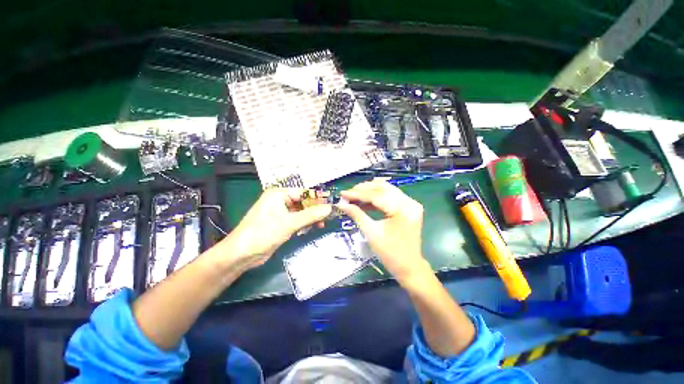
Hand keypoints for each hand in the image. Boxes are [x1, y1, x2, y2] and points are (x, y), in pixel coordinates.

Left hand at [219, 188, 331, 269]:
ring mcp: (281, 213)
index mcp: (279, 194)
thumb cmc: (263, 233)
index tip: (332, 202)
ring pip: (301, 212)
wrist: (242, 254)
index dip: (318, 197)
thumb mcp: (289, 223)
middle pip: (303, 202)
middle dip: (315, 209)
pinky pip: (297, 220)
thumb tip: (329, 208)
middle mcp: (280, 201)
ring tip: (322, 224)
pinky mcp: (281, 224)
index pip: (303, 192)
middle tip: (329, 215)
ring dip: (311, 217)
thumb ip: (311, 215)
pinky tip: (313, 227)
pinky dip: (305, 223)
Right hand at [337, 180, 430, 283]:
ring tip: (355, 194)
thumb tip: (341, 204)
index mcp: (402, 209)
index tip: (342, 193)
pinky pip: (391, 196)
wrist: (409, 267)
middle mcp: (409, 202)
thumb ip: (356, 214)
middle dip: (363, 189)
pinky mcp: (409, 207)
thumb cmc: (390, 253)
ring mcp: (411, 204)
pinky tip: (365, 200)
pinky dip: (378, 197)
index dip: (357, 194)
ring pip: (387, 190)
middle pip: (383, 189)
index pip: (376, 196)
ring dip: (370, 191)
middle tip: (348, 193)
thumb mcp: (371, 233)